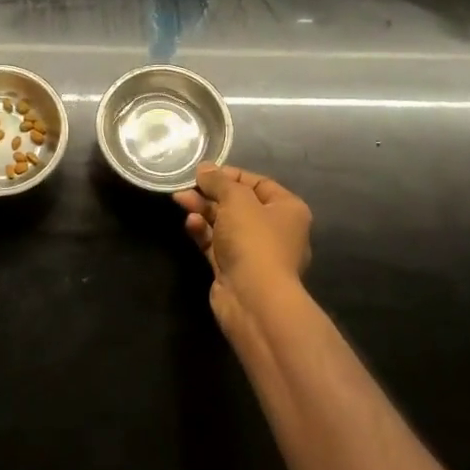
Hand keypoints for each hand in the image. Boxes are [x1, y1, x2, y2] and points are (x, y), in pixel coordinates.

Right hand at [173, 163, 311, 323]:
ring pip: (225, 224)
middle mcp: (275, 230)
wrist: (254, 300)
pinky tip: (190, 224)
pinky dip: (203, 232)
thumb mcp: (236, 200)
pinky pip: (216, 244)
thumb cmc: (254, 240)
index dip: (231, 175)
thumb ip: (219, 181)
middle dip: (211, 193)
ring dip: (204, 211)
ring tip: (180, 201)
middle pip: (239, 204)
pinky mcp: (235, 269)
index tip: (204, 171)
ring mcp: (255, 253)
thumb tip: (204, 169)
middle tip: (186, 186)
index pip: (258, 183)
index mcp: (288, 210)